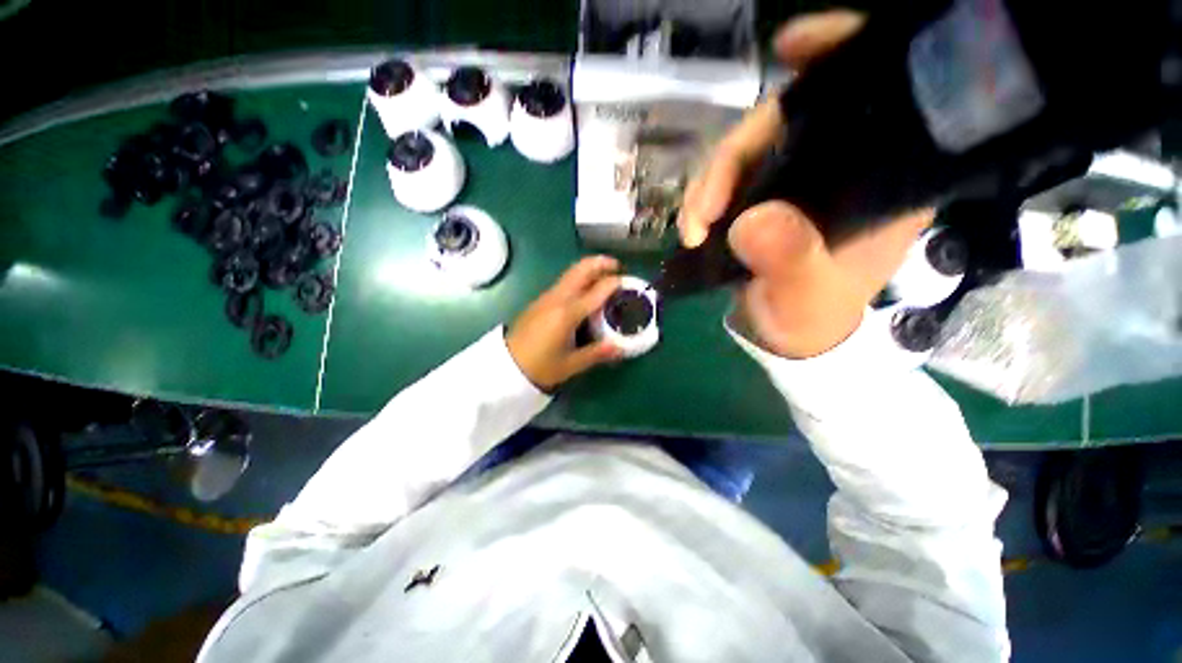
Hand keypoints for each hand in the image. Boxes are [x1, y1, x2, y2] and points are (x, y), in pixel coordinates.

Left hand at [507, 256, 623, 390]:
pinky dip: (579, 278)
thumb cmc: (539, 367)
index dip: (615, 282)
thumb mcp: (571, 364)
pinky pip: (564, 282)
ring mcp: (547, 297)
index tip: (629, 282)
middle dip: (601, 263)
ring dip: (589, 269)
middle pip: (580, 269)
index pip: (597, 290)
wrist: (505, 367)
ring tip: (605, 278)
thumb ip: (597, 353)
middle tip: (617, 267)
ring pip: (571, 273)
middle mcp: (557, 298)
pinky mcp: (540, 300)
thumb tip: (621, 347)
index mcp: (567, 313)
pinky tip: (585, 293)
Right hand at [677, 10, 933, 358]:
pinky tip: (692, 225)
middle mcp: (838, 166)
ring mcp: (792, 179)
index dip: (834, 57)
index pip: (870, 93)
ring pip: (744, 152)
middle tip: (702, 212)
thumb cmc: (811, 319)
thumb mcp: (807, 298)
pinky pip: (725, 179)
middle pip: (783, 122)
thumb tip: (750, 221)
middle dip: (731, 156)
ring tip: (691, 230)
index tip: (791, 47)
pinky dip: (701, 198)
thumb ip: (790, 262)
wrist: (787, 335)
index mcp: (879, 177)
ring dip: (706, 186)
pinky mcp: (760, 195)